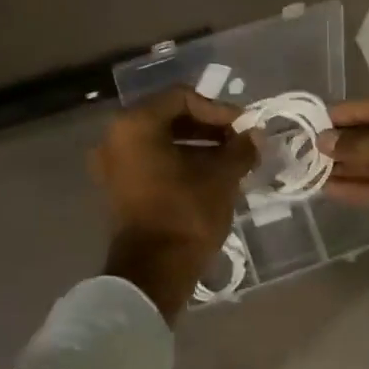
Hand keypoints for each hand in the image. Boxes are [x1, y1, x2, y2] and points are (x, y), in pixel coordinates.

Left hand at [92, 88, 256, 318]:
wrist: (154, 271)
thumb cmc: (186, 214)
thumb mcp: (221, 177)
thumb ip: (239, 149)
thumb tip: (255, 135)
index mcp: (136, 124)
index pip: (181, 97)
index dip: (217, 109)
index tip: (243, 127)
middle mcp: (116, 137)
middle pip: (169, 117)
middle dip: (208, 127)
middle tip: (239, 141)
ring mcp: (113, 164)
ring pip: (161, 141)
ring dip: (197, 146)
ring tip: (231, 160)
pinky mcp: (118, 187)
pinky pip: (152, 161)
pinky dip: (180, 162)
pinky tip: (210, 175)